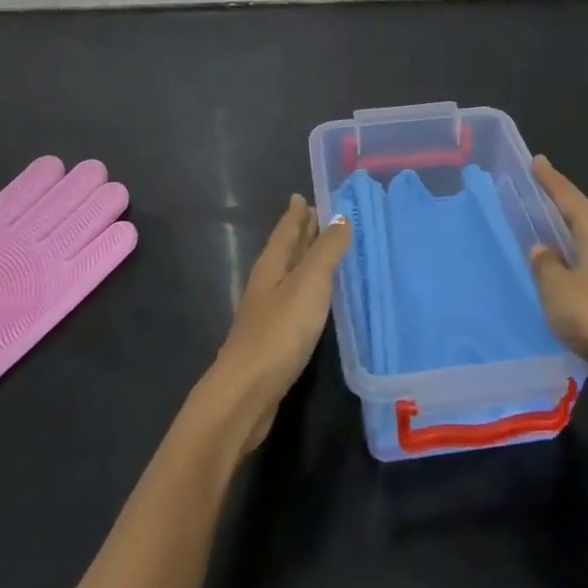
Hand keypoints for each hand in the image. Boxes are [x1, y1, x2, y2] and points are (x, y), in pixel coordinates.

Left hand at [198, 195, 350, 456]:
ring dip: (306, 260)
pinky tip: (319, 299)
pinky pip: (294, 301)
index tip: (305, 195)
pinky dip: (308, 290)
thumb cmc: (279, 331)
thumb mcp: (308, 284)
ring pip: (289, 275)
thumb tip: (341, 217)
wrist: (246, 393)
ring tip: (326, 251)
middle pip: (285, 250)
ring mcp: (268, 312)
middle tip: (320, 216)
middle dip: (301, 232)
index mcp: (271, 264)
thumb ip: (326, 251)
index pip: (286, 229)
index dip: (297, 212)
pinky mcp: (274, 338)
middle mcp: (267, 283)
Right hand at [528, 156, 587, 417]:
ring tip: (543, 239)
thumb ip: (545, 265)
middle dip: (558, 208)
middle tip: (534, 198)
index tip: (536, 160)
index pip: (568, 197)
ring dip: (567, 241)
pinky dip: (575, 268)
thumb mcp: (557, 289)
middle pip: (581, 218)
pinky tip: (563, 281)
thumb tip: (543, 249)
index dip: (550, 179)